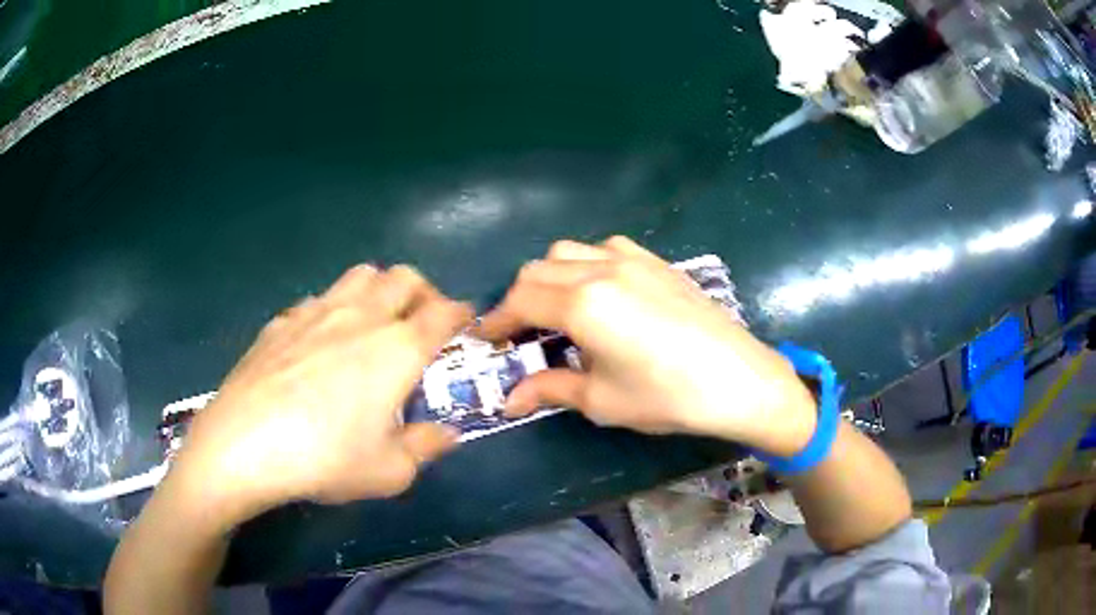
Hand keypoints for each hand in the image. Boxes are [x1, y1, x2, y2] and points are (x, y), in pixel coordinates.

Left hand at [168, 265, 473, 527]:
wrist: (244, 445)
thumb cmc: (325, 459)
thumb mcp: (389, 471)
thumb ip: (426, 447)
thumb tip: (446, 434)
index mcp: (398, 347)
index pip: (445, 311)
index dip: (463, 314)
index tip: (466, 326)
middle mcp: (361, 316)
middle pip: (404, 278)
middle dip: (424, 293)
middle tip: (421, 324)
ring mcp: (316, 312)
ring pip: (361, 275)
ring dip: (379, 291)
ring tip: (374, 324)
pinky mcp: (281, 321)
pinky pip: (318, 300)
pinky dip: (333, 311)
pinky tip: (319, 344)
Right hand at [478, 237, 816, 455]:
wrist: (738, 378)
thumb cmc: (668, 396)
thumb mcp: (603, 400)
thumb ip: (551, 389)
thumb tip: (510, 400)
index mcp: (582, 305)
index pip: (520, 301)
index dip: (497, 320)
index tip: (485, 338)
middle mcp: (601, 269)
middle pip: (537, 270)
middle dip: (518, 299)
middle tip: (519, 332)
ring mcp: (632, 259)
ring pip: (569, 252)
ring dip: (549, 277)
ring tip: (555, 311)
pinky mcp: (657, 261)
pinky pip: (605, 248)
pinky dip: (585, 265)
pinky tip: (599, 292)